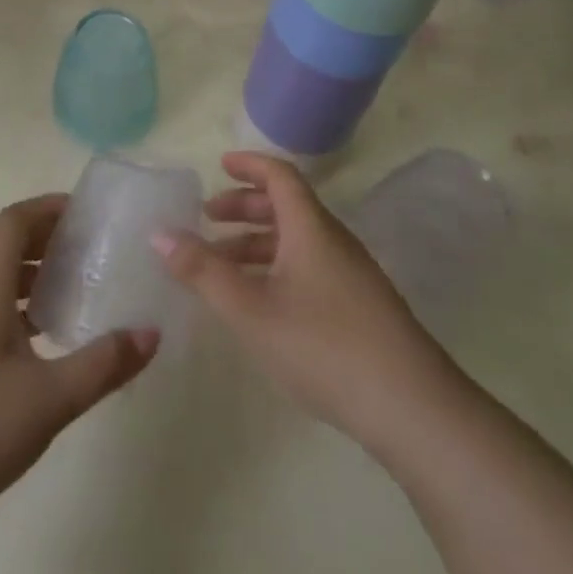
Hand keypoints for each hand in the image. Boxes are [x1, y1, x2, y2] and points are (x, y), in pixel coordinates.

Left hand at [0, 195, 158, 533]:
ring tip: (76, 295)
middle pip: (7, 245)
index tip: (89, 214)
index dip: (50, 206)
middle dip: (49, 241)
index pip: (16, 219)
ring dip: (34, 277)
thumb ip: (103, 363)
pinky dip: (17, 309)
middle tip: (94, 252)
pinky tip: (42, 345)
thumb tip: (152, 333)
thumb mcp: (49, 399)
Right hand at [153, 152, 451, 452]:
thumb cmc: (323, 346)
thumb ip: (203, 272)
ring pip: (296, 241)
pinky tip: (261, 303)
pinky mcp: (360, 307)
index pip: (280, 176)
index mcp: (311, 228)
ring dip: (257, 243)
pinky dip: (276, 268)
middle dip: (244, 208)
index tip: (220, 165)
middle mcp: (333, 241)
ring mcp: (351, 275)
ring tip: (221, 266)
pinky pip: (309, 267)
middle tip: (208, 218)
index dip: (249, 165)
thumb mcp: (251, 310)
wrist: (412, 408)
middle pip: (286, 207)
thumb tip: (160, 233)